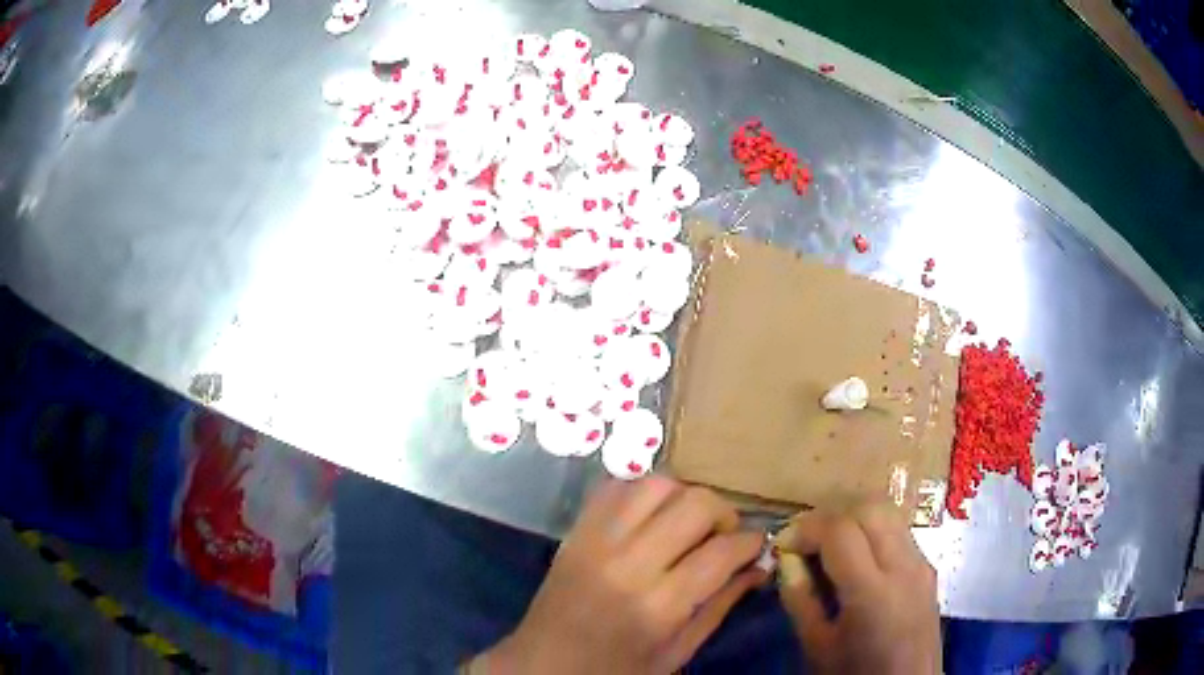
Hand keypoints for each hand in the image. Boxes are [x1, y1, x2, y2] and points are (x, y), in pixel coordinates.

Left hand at [471, 477, 766, 673]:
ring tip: (689, 524)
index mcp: (657, 606)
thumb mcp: (676, 652)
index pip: (721, 552)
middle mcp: (628, 563)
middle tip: (724, 537)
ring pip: (658, 485)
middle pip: (695, 505)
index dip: (751, 541)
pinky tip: (652, 516)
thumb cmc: (616, 669)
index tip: (759, 544)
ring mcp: (597, 540)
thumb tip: (758, 566)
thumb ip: (719, 606)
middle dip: (725, 514)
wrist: (543, 663)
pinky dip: (643, 492)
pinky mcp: (576, 530)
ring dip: (685, 498)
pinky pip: (616, 486)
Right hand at [775, 504, 940, 674]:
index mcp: (872, 592)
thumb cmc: (855, 673)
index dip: (806, 528)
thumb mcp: (817, 645)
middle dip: (831, 515)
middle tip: (806, 540)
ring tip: (829, 544)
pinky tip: (857, 558)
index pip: (840, 530)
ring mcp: (922, 563)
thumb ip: (800, 599)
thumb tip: (787, 558)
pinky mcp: (928, 568)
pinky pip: (899, 531)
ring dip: (854, 517)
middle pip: (870, 508)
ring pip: (889, 512)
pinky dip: (873, 530)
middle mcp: (904, 567)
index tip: (784, 545)